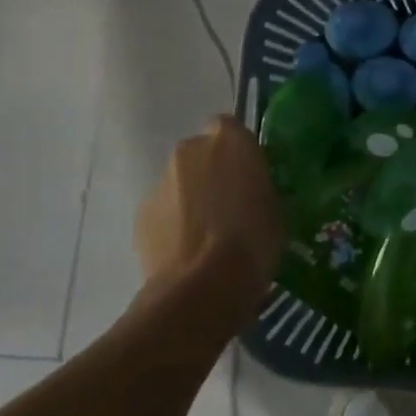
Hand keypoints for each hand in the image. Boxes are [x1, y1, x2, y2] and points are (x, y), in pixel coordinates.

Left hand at [135, 116, 282, 322]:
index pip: (230, 127)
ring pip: (179, 184)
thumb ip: (258, 186)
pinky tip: (186, 254)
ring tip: (206, 237)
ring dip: (190, 200)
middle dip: (211, 173)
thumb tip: (251, 191)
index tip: (247, 173)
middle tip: (228, 204)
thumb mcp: (275, 207)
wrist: (203, 288)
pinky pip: (163, 212)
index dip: (237, 150)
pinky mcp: (140, 215)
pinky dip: (172, 225)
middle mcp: (190, 150)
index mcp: (229, 140)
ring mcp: (160, 182)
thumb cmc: (253, 240)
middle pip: (200, 154)